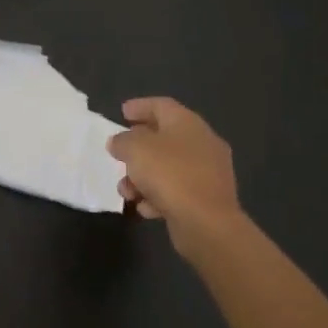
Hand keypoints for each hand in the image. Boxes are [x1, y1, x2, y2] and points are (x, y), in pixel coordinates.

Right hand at [108, 97, 249, 259]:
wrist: (207, 223)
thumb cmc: (170, 174)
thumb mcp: (135, 149)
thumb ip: (122, 141)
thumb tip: (119, 142)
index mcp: (187, 123)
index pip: (162, 105)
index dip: (140, 106)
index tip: (122, 112)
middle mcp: (202, 143)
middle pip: (164, 137)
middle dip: (138, 147)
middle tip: (120, 152)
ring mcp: (208, 172)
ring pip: (168, 167)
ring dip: (143, 177)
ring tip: (126, 190)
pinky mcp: (207, 199)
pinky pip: (177, 191)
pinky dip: (158, 196)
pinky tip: (145, 208)